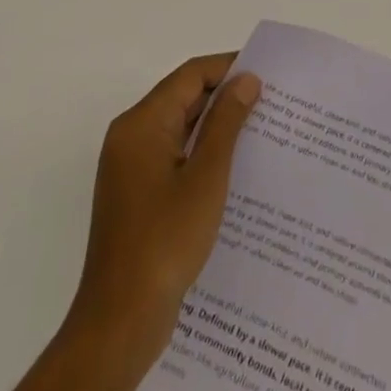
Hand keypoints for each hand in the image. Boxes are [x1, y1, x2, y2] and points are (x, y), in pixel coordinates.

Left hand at [66, 54, 261, 372]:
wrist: (119, 323)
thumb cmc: (165, 241)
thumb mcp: (206, 176)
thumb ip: (227, 122)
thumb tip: (246, 80)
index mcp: (141, 124)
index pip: (190, 76)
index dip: (229, 68)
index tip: (267, 73)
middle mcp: (131, 137)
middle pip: (183, 98)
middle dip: (226, 97)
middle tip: (271, 102)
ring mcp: (131, 168)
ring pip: (180, 128)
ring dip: (216, 127)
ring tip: (261, 131)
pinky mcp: (137, 195)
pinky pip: (174, 156)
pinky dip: (202, 152)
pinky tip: (234, 168)